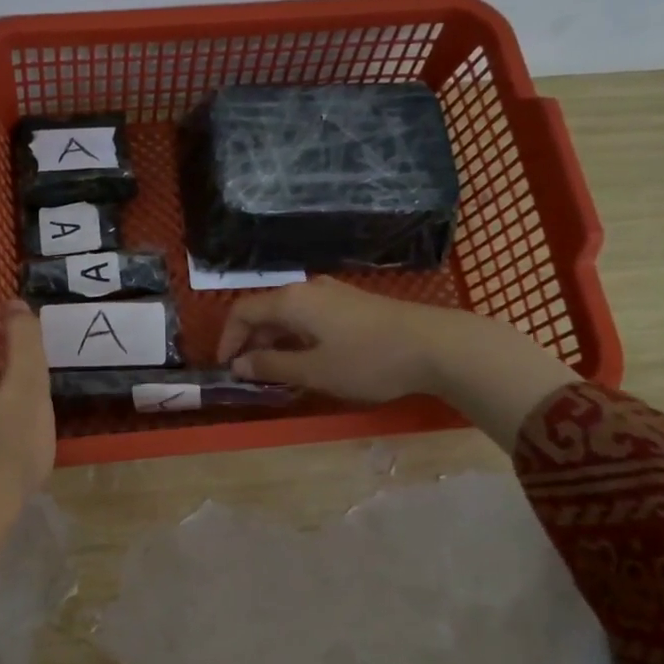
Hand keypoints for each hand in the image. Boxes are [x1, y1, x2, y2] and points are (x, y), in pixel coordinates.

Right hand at [215, 277, 448, 401]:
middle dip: (251, 342)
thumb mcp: (314, 371)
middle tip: (250, 375)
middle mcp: (307, 289)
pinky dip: (297, 338)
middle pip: (265, 311)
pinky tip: (309, 360)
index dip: (228, 338)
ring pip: (289, 315)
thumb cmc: (368, 360)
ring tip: (278, 372)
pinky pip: (310, 317)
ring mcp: (333, 294)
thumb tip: (239, 364)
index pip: (242, 311)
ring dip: (275, 342)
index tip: (226, 367)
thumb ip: (271, 367)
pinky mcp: (353, 304)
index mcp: (291, 300)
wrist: (437, 345)